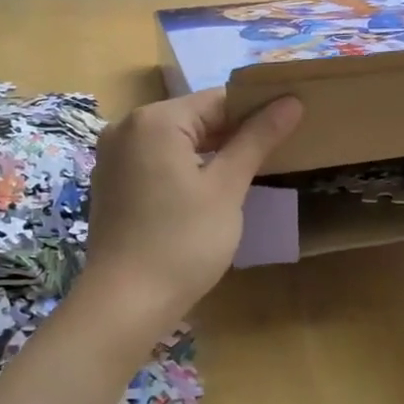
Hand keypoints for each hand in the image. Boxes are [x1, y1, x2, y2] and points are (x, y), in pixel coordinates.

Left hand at [81, 89, 302, 327]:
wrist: (125, 303)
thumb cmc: (183, 241)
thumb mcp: (227, 187)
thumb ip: (257, 139)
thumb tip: (291, 101)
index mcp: (155, 120)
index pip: (218, 100)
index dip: (258, 110)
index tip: (291, 123)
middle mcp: (127, 128)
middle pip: (195, 118)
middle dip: (235, 132)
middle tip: (278, 149)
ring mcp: (114, 157)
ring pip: (176, 141)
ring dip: (212, 151)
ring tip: (252, 169)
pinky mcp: (112, 184)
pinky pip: (157, 161)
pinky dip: (186, 168)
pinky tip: (211, 190)